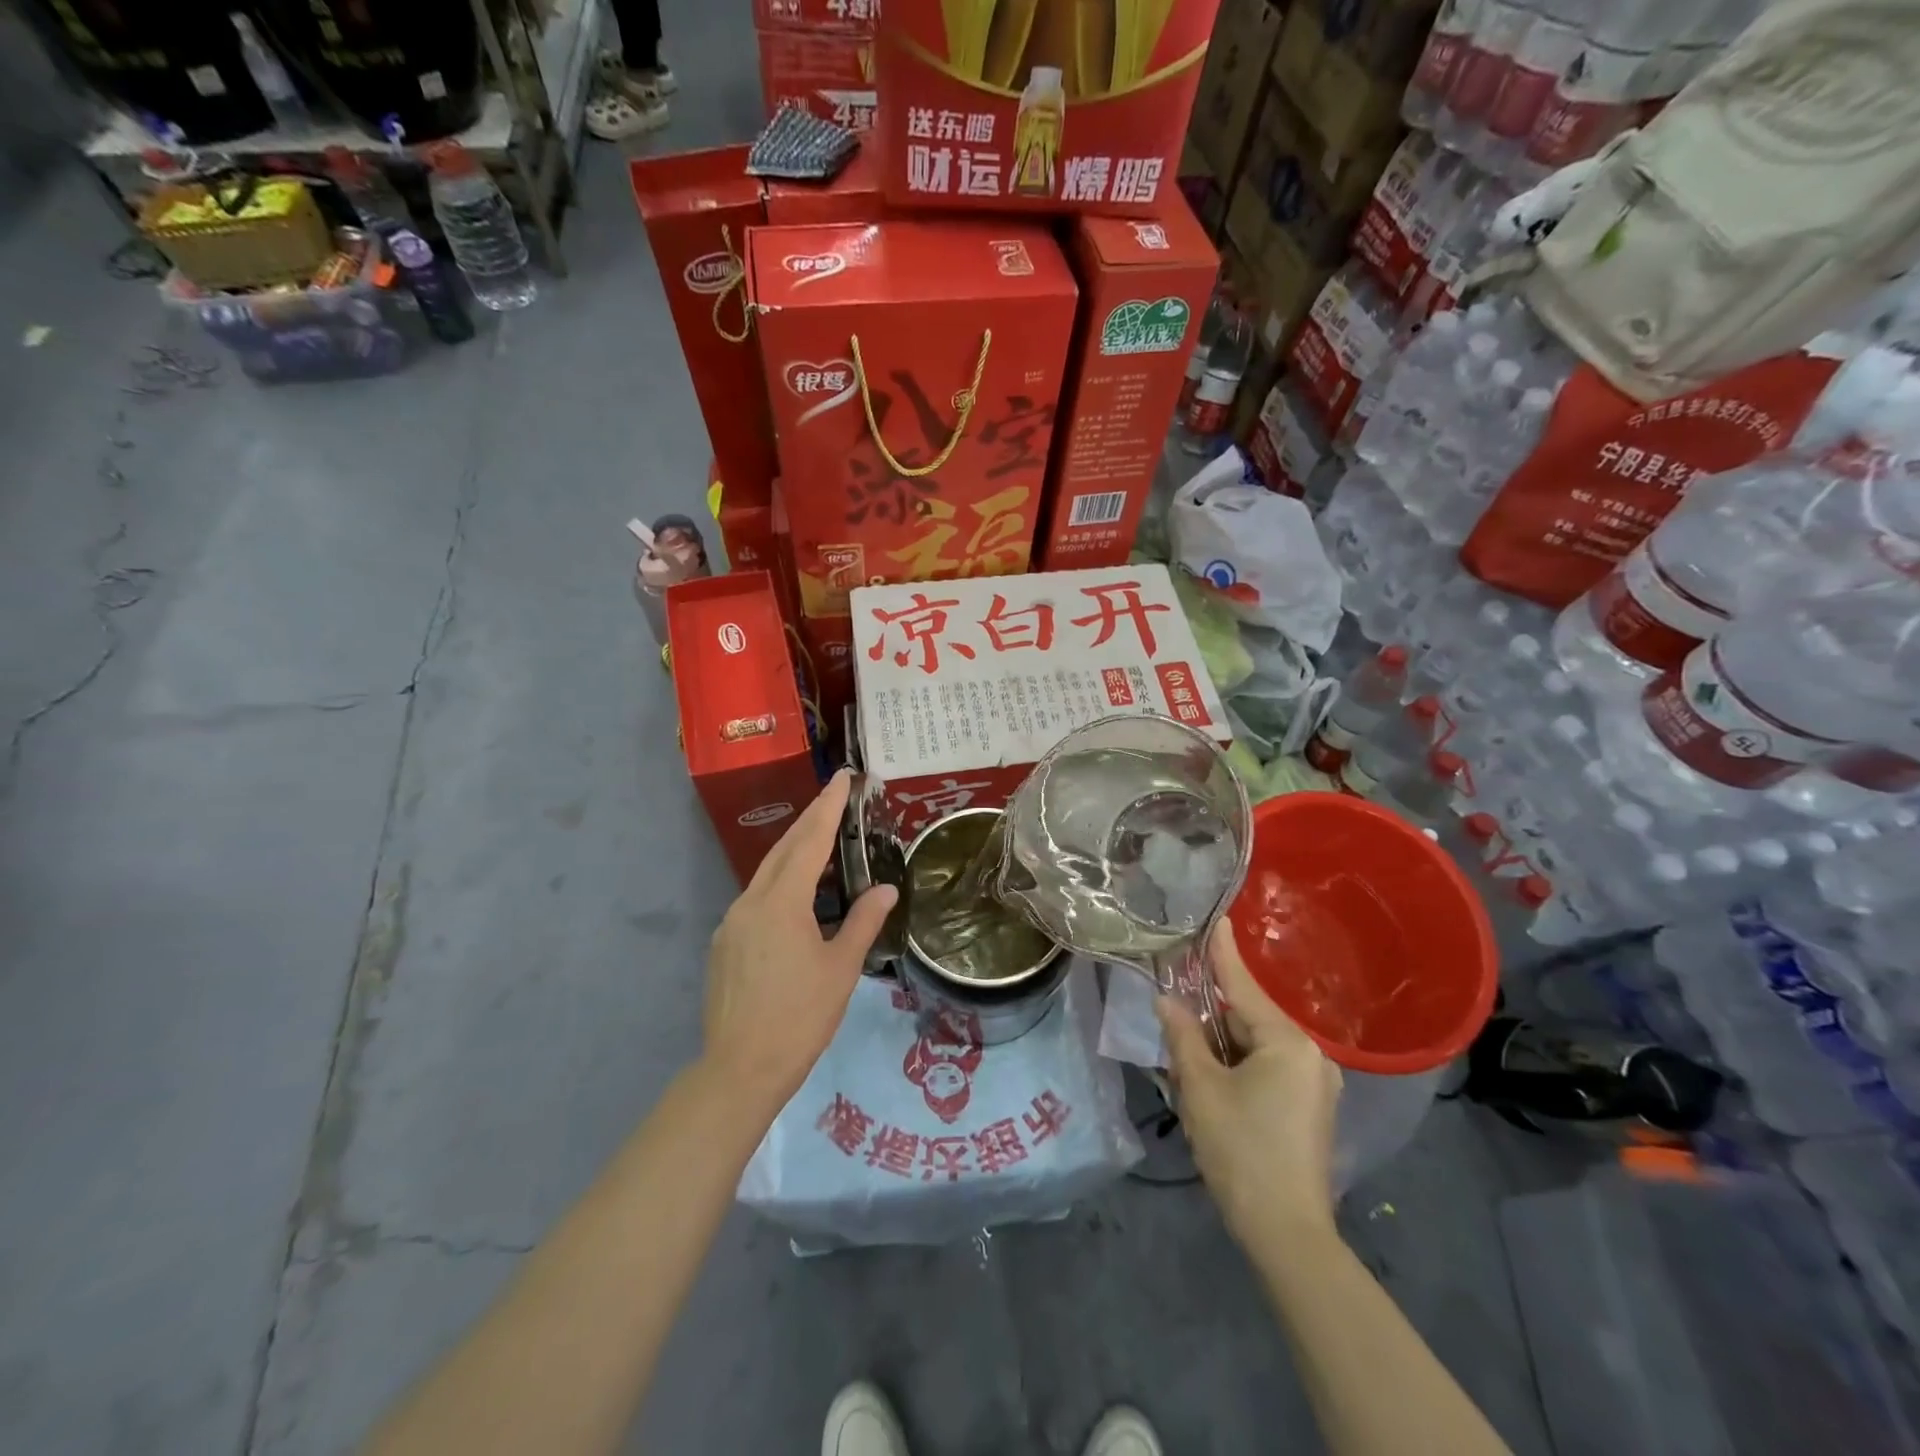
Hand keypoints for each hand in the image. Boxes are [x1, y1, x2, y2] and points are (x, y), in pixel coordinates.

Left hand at [702, 769, 897, 1115]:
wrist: (739, 1070)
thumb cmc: (799, 1018)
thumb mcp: (842, 968)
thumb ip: (863, 922)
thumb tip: (885, 889)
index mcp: (781, 902)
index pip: (810, 840)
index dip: (828, 807)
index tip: (842, 777)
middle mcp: (751, 901)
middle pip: (784, 848)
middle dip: (810, 819)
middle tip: (834, 795)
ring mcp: (732, 922)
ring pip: (767, 873)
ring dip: (795, 850)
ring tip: (821, 838)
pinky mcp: (724, 943)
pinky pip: (757, 898)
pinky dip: (781, 882)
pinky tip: (797, 894)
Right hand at [1158, 920, 1342, 1244]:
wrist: (1288, 1235)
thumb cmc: (1241, 1151)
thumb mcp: (1201, 1089)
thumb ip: (1183, 1036)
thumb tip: (1167, 1002)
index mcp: (1288, 1043)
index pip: (1243, 987)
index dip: (1223, 953)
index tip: (1216, 918)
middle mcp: (1311, 1055)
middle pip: (1247, 1019)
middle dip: (1209, 1021)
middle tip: (1174, 1026)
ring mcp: (1315, 1084)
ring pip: (1255, 1046)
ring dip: (1221, 1051)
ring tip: (1188, 1070)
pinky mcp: (1311, 1108)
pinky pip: (1268, 1070)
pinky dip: (1238, 1070)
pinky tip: (1213, 1090)